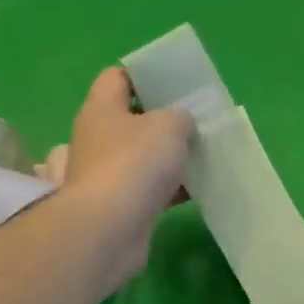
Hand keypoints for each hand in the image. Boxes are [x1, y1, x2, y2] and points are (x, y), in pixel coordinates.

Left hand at [59, 68, 193, 286]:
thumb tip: (180, 124)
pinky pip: (150, 188)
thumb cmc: (134, 164)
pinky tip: (198, 188)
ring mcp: (107, 173)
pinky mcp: (119, 205)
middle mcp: (98, 138)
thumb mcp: (169, 126)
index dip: (145, 74)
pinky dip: (171, 187)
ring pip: (144, 155)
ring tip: (205, 153)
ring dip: (171, 156)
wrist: (109, 229)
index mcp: (102, 108)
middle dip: (164, 118)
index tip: (175, 81)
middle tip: (197, 120)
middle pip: (133, 118)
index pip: (118, 77)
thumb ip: (181, 116)